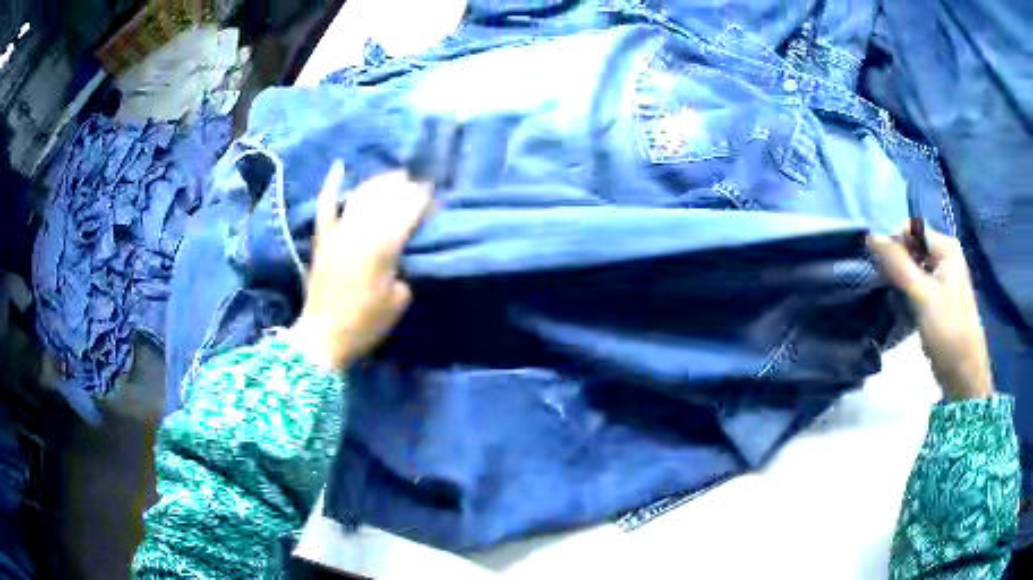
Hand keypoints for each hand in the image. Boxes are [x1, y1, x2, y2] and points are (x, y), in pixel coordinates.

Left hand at [289, 161, 432, 370]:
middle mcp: (360, 230)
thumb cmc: (365, 323)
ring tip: (395, 176)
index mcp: (383, 246)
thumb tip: (406, 252)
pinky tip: (339, 167)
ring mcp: (338, 231)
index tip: (435, 194)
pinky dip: (332, 184)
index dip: (423, 199)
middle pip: (386, 196)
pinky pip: (325, 204)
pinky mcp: (322, 237)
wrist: (323, 336)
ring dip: (380, 181)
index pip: (408, 210)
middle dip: (405, 186)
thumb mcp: (398, 301)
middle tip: (419, 184)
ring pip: (361, 194)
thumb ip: (406, 269)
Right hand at [867, 224, 992, 399]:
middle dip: (896, 261)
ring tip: (889, 295)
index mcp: (946, 247)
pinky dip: (906, 290)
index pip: (911, 229)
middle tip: (884, 284)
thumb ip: (898, 264)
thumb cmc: (948, 331)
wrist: (963, 374)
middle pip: (912, 246)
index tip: (881, 268)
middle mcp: (945, 256)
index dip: (894, 243)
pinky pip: (917, 283)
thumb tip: (870, 236)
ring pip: (913, 267)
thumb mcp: (922, 295)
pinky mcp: (938, 298)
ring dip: (899, 278)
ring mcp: (943, 277)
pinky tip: (899, 304)